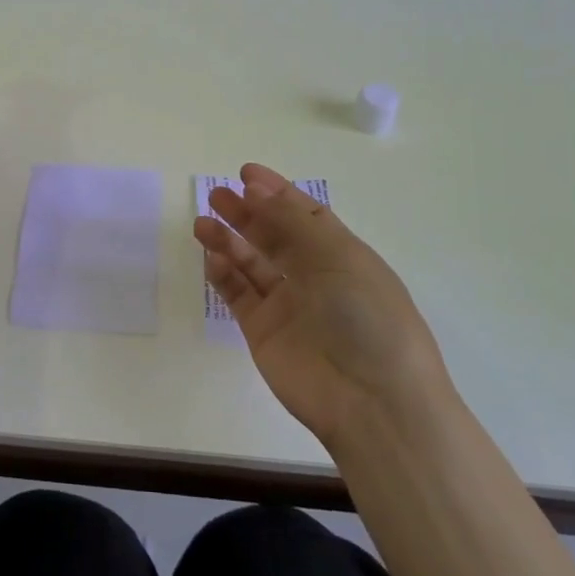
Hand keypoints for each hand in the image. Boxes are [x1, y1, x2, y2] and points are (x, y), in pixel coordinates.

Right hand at [194, 163, 451, 451]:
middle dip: (246, 213)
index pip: (304, 214)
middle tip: (216, 195)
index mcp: (341, 256)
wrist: (372, 401)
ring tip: (202, 222)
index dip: (276, 192)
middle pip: (272, 236)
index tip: (245, 174)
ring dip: (228, 241)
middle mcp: (314, 277)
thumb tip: (257, 189)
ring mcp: (287, 306)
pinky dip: (223, 275)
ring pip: (250, 264)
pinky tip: (211, 258)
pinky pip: (238, 296)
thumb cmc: (367, 317)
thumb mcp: (338, 256)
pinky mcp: (263, 332)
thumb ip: (293, 220)